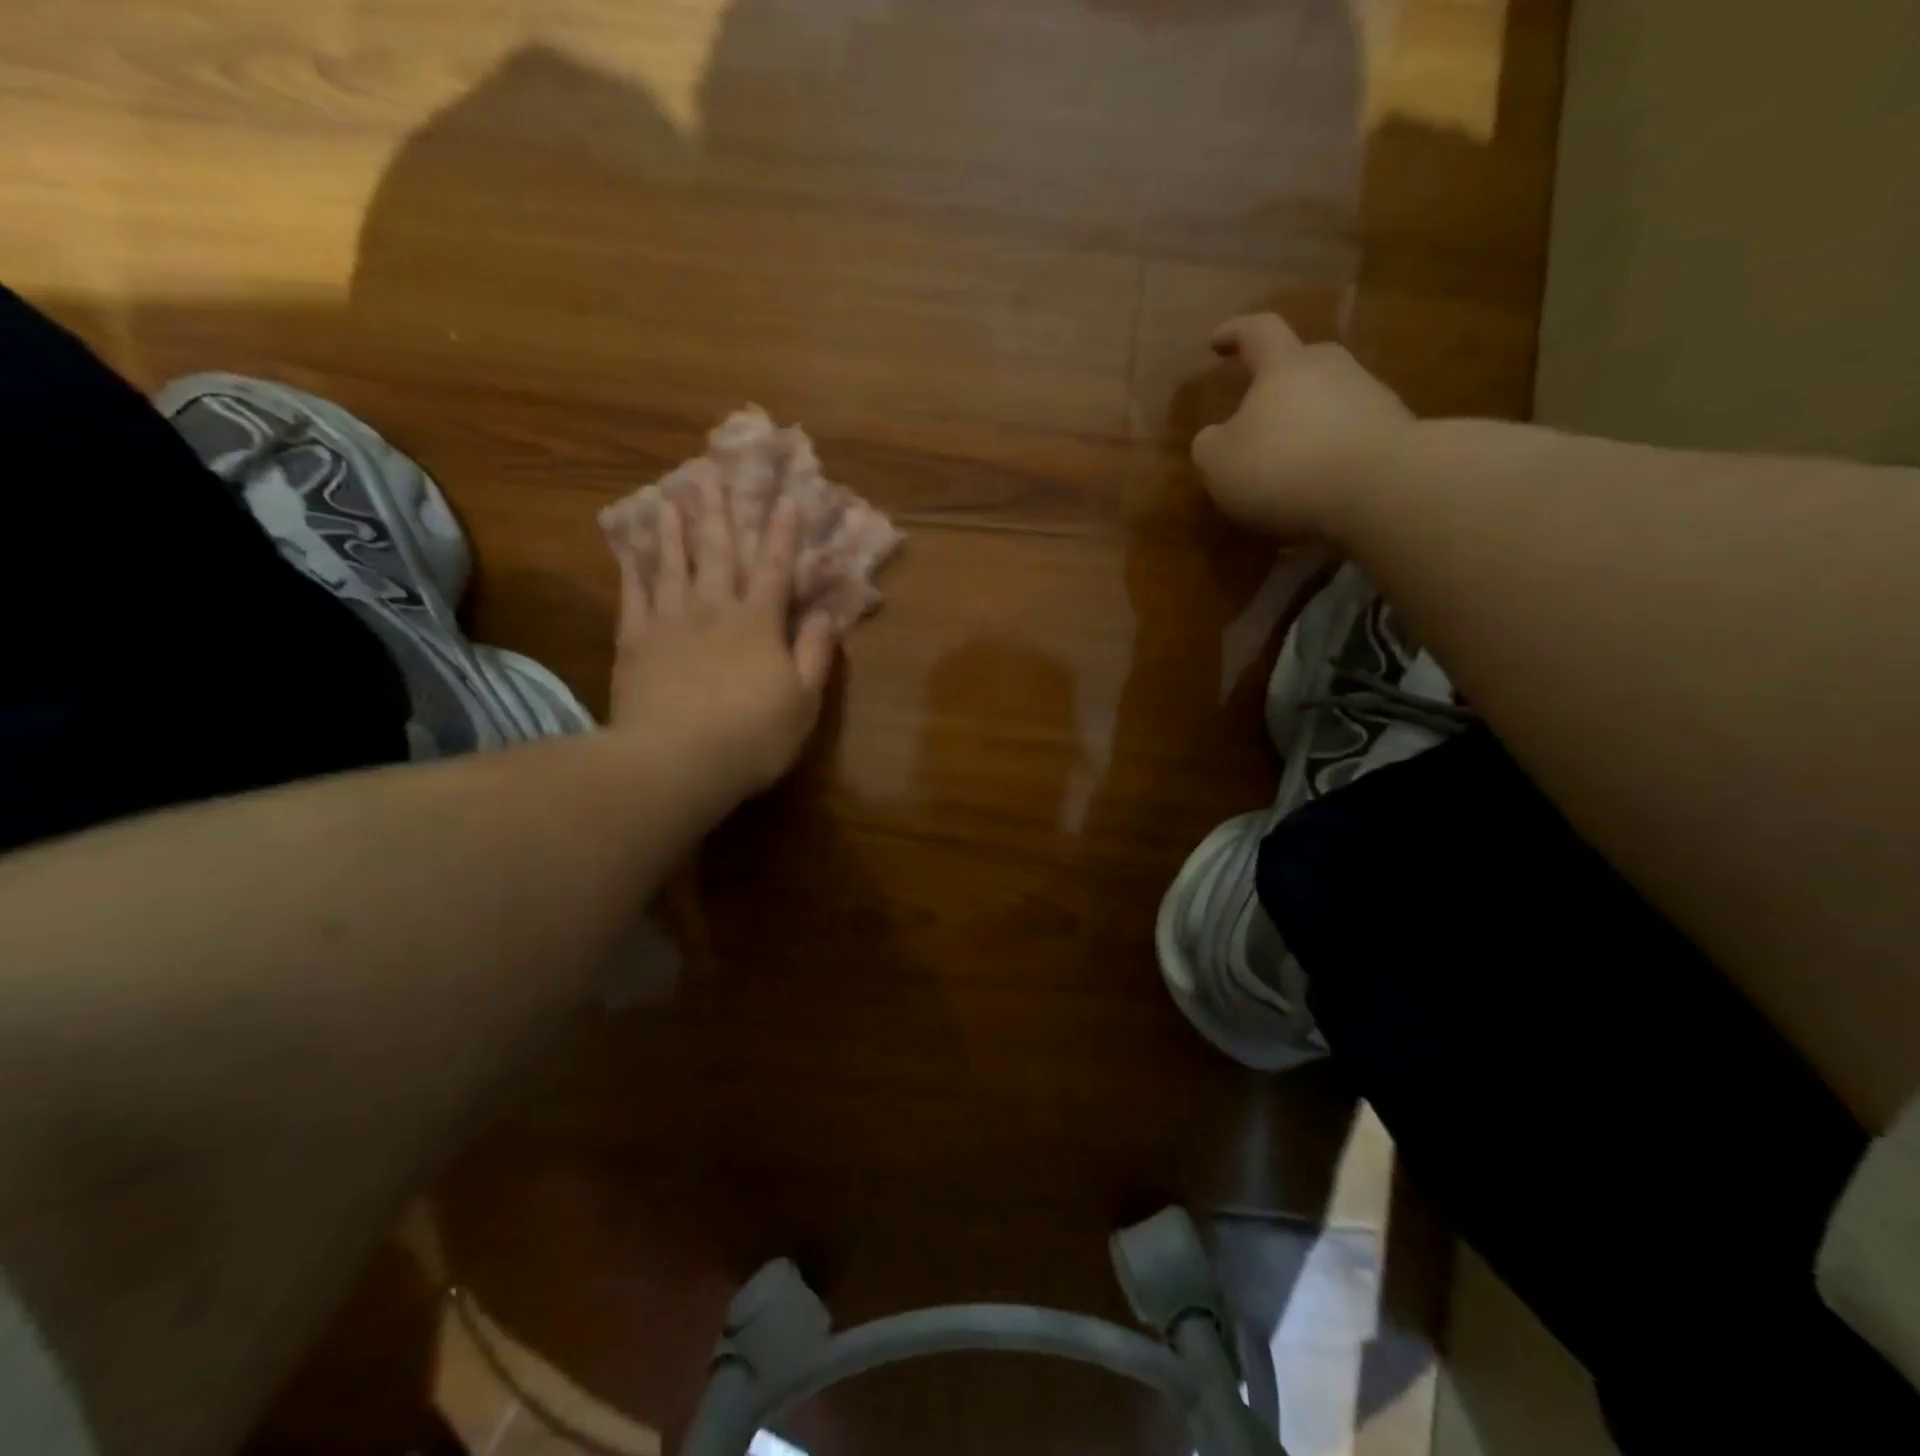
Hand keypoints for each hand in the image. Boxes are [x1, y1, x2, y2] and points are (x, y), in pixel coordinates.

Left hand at [609, 477, 838, 796]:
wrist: (675, 762)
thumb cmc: (752, 736)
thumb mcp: (803, 700)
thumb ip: (816, 653)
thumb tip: (828, 612)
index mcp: (759, 624)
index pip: (775, 570)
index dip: (782, 535)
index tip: (785, 500)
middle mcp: (714, 610)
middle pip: (719, 554)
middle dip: (720, 514)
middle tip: (711, 474)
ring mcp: (669, 623)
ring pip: (673, 565)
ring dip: (673, 530)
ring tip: (670, 497)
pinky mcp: (635, 643)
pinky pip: (633, 596)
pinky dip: (632, 569)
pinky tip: (628, 549)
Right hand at [1192, 314, 1413, 539]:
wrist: (1380, 489)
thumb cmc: (1283, 466)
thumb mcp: (1219, 463)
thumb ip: (1210, 445)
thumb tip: (1216, 437)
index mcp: (1285, 366)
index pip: (1259, 331)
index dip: (1236, 333)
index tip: (1217, 340)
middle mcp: (1332, 370)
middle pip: (1303, 363)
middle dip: (1278, 381)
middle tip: (1257, 407)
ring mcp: (1371, 399)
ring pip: (1329, 400)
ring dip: (1307, 422)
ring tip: (1287, 460)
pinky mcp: (1395, 435)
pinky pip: (1350, 437)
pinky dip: (1330, 454)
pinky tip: (1317, 485)